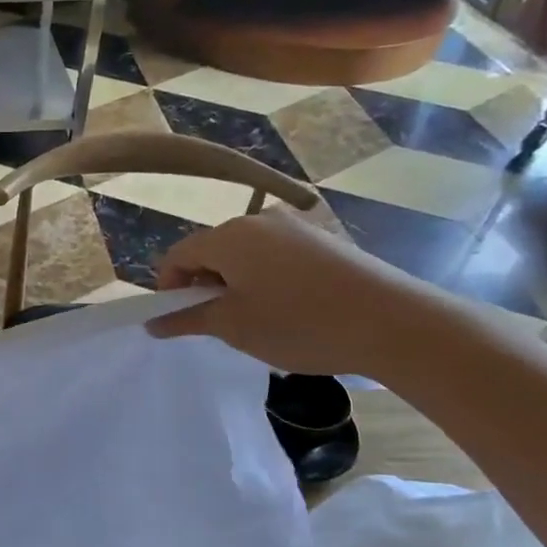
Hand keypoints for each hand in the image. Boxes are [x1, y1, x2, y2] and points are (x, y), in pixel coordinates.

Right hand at [147, 210, 433, 375]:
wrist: (393, 323)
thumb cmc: (299, 323)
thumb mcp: (233, 326)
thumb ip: (187, 319)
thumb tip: (152, 323)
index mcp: (230, 235)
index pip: (178, 254)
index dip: (168, 288)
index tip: (178, 321)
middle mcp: (259, 220)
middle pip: (211, 250)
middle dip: (204, 285)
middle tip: (217, 324)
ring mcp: (295, 226)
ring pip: (244, 254)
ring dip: (235, 284)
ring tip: (255, 320)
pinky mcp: (323, 240)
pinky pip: (276, 256)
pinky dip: (266, 279)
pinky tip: (288, 310)